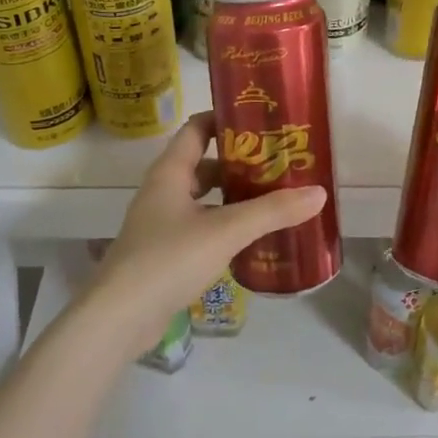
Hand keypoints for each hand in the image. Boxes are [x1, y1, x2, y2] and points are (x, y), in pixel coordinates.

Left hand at [89, 112, 326, 346]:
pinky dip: (223, 225)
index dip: (225, 119)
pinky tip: (249, 238)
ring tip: (272, 199)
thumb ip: (272, 211)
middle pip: (204, 164)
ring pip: (203, 198)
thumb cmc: (169, 259)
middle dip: (240, 163)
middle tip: (278, 164)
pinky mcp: (163, 253)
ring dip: (233, 196)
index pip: (196, 129)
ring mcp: (160, 223)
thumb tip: (319, 193)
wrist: (119, 318)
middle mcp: (162, 191)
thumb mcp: (226, 230)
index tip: (261, 119)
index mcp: (170, 172)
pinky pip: (199, 226)